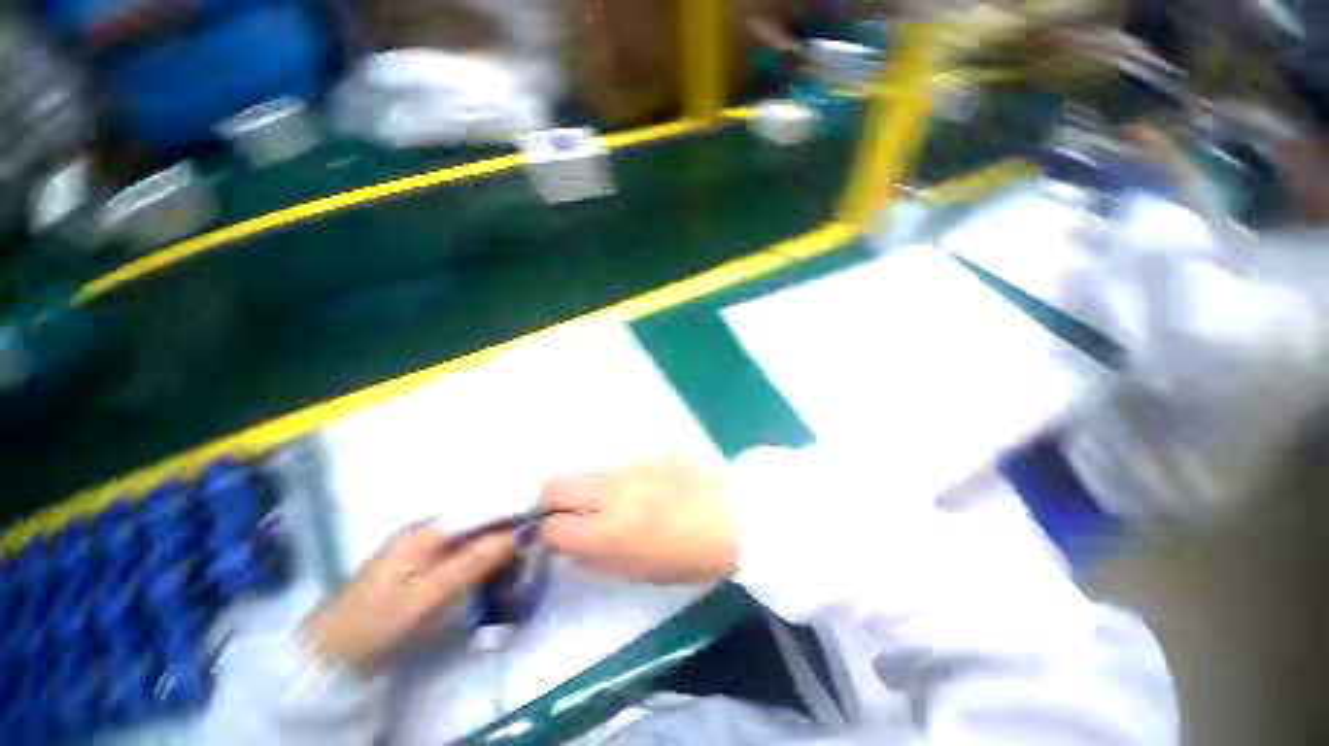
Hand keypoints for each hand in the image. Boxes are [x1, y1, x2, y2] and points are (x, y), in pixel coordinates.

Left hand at [304, 523, 514, 672]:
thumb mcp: (427, 596)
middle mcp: (426, 529)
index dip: (509, 514)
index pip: (479, 508)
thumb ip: (471, 562)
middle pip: (476, 519)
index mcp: (427, 530)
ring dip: (493, 545)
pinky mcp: (419, 562)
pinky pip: (459, 551)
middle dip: (504, 530)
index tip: (536, 526)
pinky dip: (478, 557)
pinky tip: (491, 569)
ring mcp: (421, 545)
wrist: (330, 652)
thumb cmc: (378, 622)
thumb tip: (515, 533)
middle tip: (530, 547)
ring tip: (518, 558)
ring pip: (469, 535)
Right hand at [539, 456, 737, 583]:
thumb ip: (596, 559)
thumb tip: (572, 546)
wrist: (731, 516)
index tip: (556, 537)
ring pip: (587, 472)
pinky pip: (618, 466)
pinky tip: (640, 490)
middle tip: (566, 514)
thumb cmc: (687, 556)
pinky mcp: (645, 454)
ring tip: (610, 503)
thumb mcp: (637, 571)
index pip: (552, 527)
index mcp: (604, 532)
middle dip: (551, 501)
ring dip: (586, 489)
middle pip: (555, 485)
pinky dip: (617, 480)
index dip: (548, 534)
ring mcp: (627, 468)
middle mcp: (608, 492)